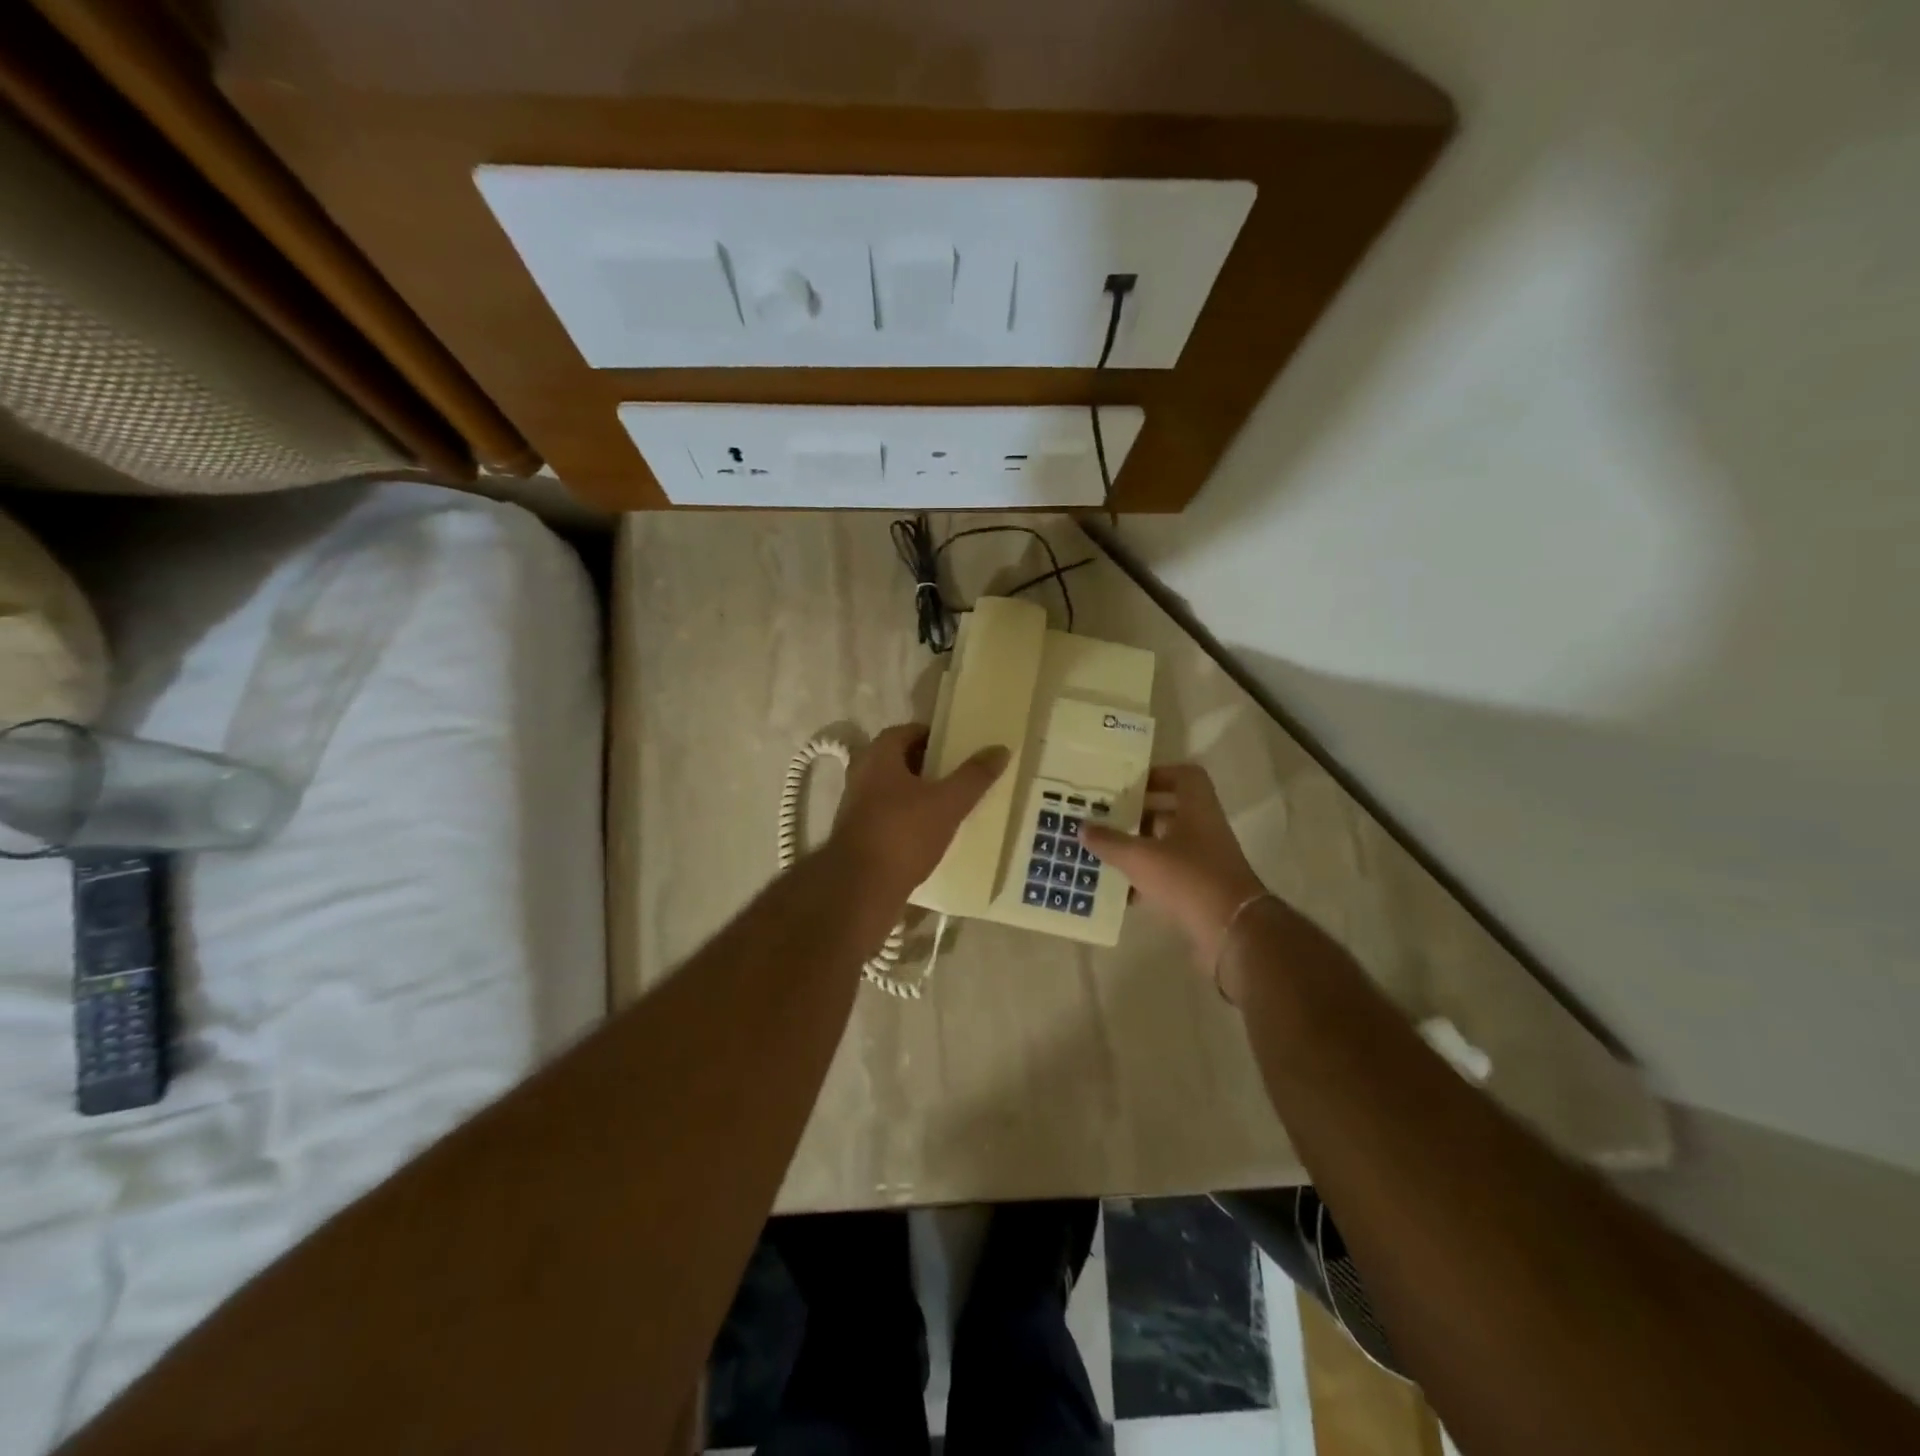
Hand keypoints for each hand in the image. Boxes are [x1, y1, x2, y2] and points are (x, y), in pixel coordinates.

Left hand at [830, 724, 1008, 899]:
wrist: (861, 888)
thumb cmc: (903, 834)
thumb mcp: (948, 803)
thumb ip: (974, 776)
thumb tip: (1000, 749)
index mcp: (878, 757)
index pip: (905, 731)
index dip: (931, 735)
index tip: (956, 744)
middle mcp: (861, 775)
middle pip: (898, 760)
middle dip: (926, 764)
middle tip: (957, 772)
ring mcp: (855, 807)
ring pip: (892, 789)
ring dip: (917, 792)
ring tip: (948, 802)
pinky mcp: (857, 835)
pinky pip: (887, 815)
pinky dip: (907, 817)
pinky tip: (929, 832)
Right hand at [1082, 765, 1269, 970]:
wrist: (1232, 932)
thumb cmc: (1188, 879)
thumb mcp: (1141, 858)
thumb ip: (1110, 842)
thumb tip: (1082, 827)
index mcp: (1198, 810)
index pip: (1185, 776)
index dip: (1159, 774)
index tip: (1130, 785)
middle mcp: (1205, 830)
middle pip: (1171, 812)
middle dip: (1139, 815)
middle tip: (1107, 817)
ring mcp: (1206, 861)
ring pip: (1168, 845)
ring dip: (1140, 847)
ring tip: (1106, 852)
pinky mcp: (1202, 890)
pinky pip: (1169, 876)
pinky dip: (1147, 880)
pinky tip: (1120, 891)